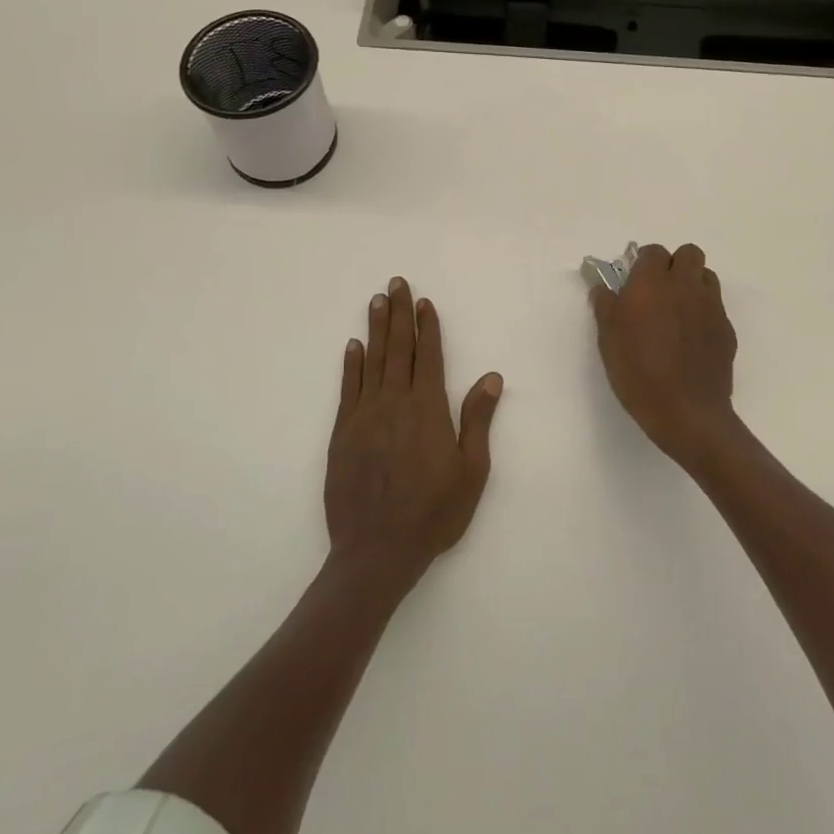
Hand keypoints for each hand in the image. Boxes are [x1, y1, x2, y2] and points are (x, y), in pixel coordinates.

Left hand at [324, 277, 502, 588]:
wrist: (376, 550)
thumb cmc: (433, 513)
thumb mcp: (471, 471)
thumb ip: (478, 420)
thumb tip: (491, 377)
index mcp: (428, 409)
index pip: (428, 356)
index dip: (427, 326)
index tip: (423, 301)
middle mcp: (395, 403)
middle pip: (398, 349)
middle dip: (398, 314)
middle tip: (395, 283)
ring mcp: (364, 416)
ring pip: (372, 361)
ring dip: (375, 329)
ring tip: (376, 301)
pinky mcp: (342, 433)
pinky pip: (348, 389)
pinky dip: (351, 364)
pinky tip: (353, 346)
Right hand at [589, 242, 740, 470]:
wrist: (686, 411)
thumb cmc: (637, 371)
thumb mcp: (608, 339)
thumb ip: (605, 306)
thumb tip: (602, 288)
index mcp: (652, 283)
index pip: (653, 252)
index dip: (644, 263)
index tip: (634, 282)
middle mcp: (685, 286)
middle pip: (689, 253)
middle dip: (675, 265)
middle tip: (659, 291)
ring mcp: (711, 307)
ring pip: (706, 276)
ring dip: (693, 284)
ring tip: (677, 311)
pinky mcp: (726, 329)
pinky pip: (716, 307)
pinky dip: (704, 312)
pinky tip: (691, 339)